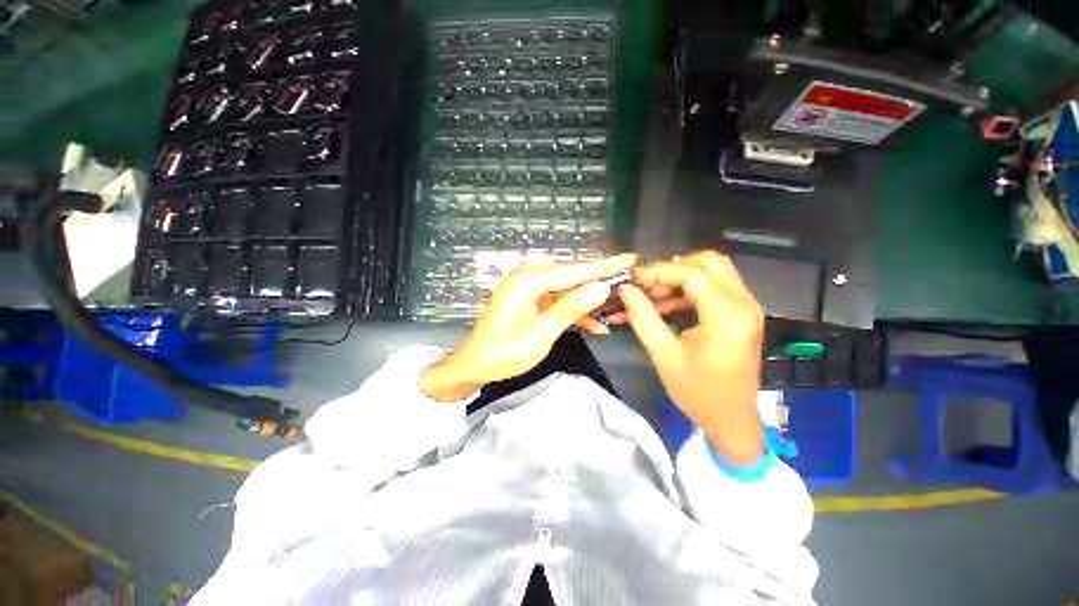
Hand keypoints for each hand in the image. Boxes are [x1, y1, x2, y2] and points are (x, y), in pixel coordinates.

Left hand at [421, 254, 636, 401]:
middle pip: (571, 277)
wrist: (476, 366)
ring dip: (589, 301)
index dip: (603, 267)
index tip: (629, 258)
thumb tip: (601, 288)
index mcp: (527, 281)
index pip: (573, 271)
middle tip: (629, 278)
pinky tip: (595, 325)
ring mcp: (530, 291)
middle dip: (599, 280)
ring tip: (617, 306)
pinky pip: (558, 302)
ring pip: (567, 290)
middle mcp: (528, 279)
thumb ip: (571, 308)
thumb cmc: (504, 353)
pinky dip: (574, 312)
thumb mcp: (541, 333)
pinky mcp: (531, 302)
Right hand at [613, 251, 764, 466]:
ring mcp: (747, 308)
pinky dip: (690, 288)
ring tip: (653, 294)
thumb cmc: (697, 392)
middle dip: (673, 268)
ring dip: (681, 276)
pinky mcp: (742, 314)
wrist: (732, 420)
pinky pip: (716, 286)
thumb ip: (643, 318)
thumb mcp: (664, 355)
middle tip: (647, 285)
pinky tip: (668, 303)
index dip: (659, 272)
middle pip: (709, 262)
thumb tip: (626, 290)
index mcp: (727, 316)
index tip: (633, 281)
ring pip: (714, 271)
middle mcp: (744, 304)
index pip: (692, 274)